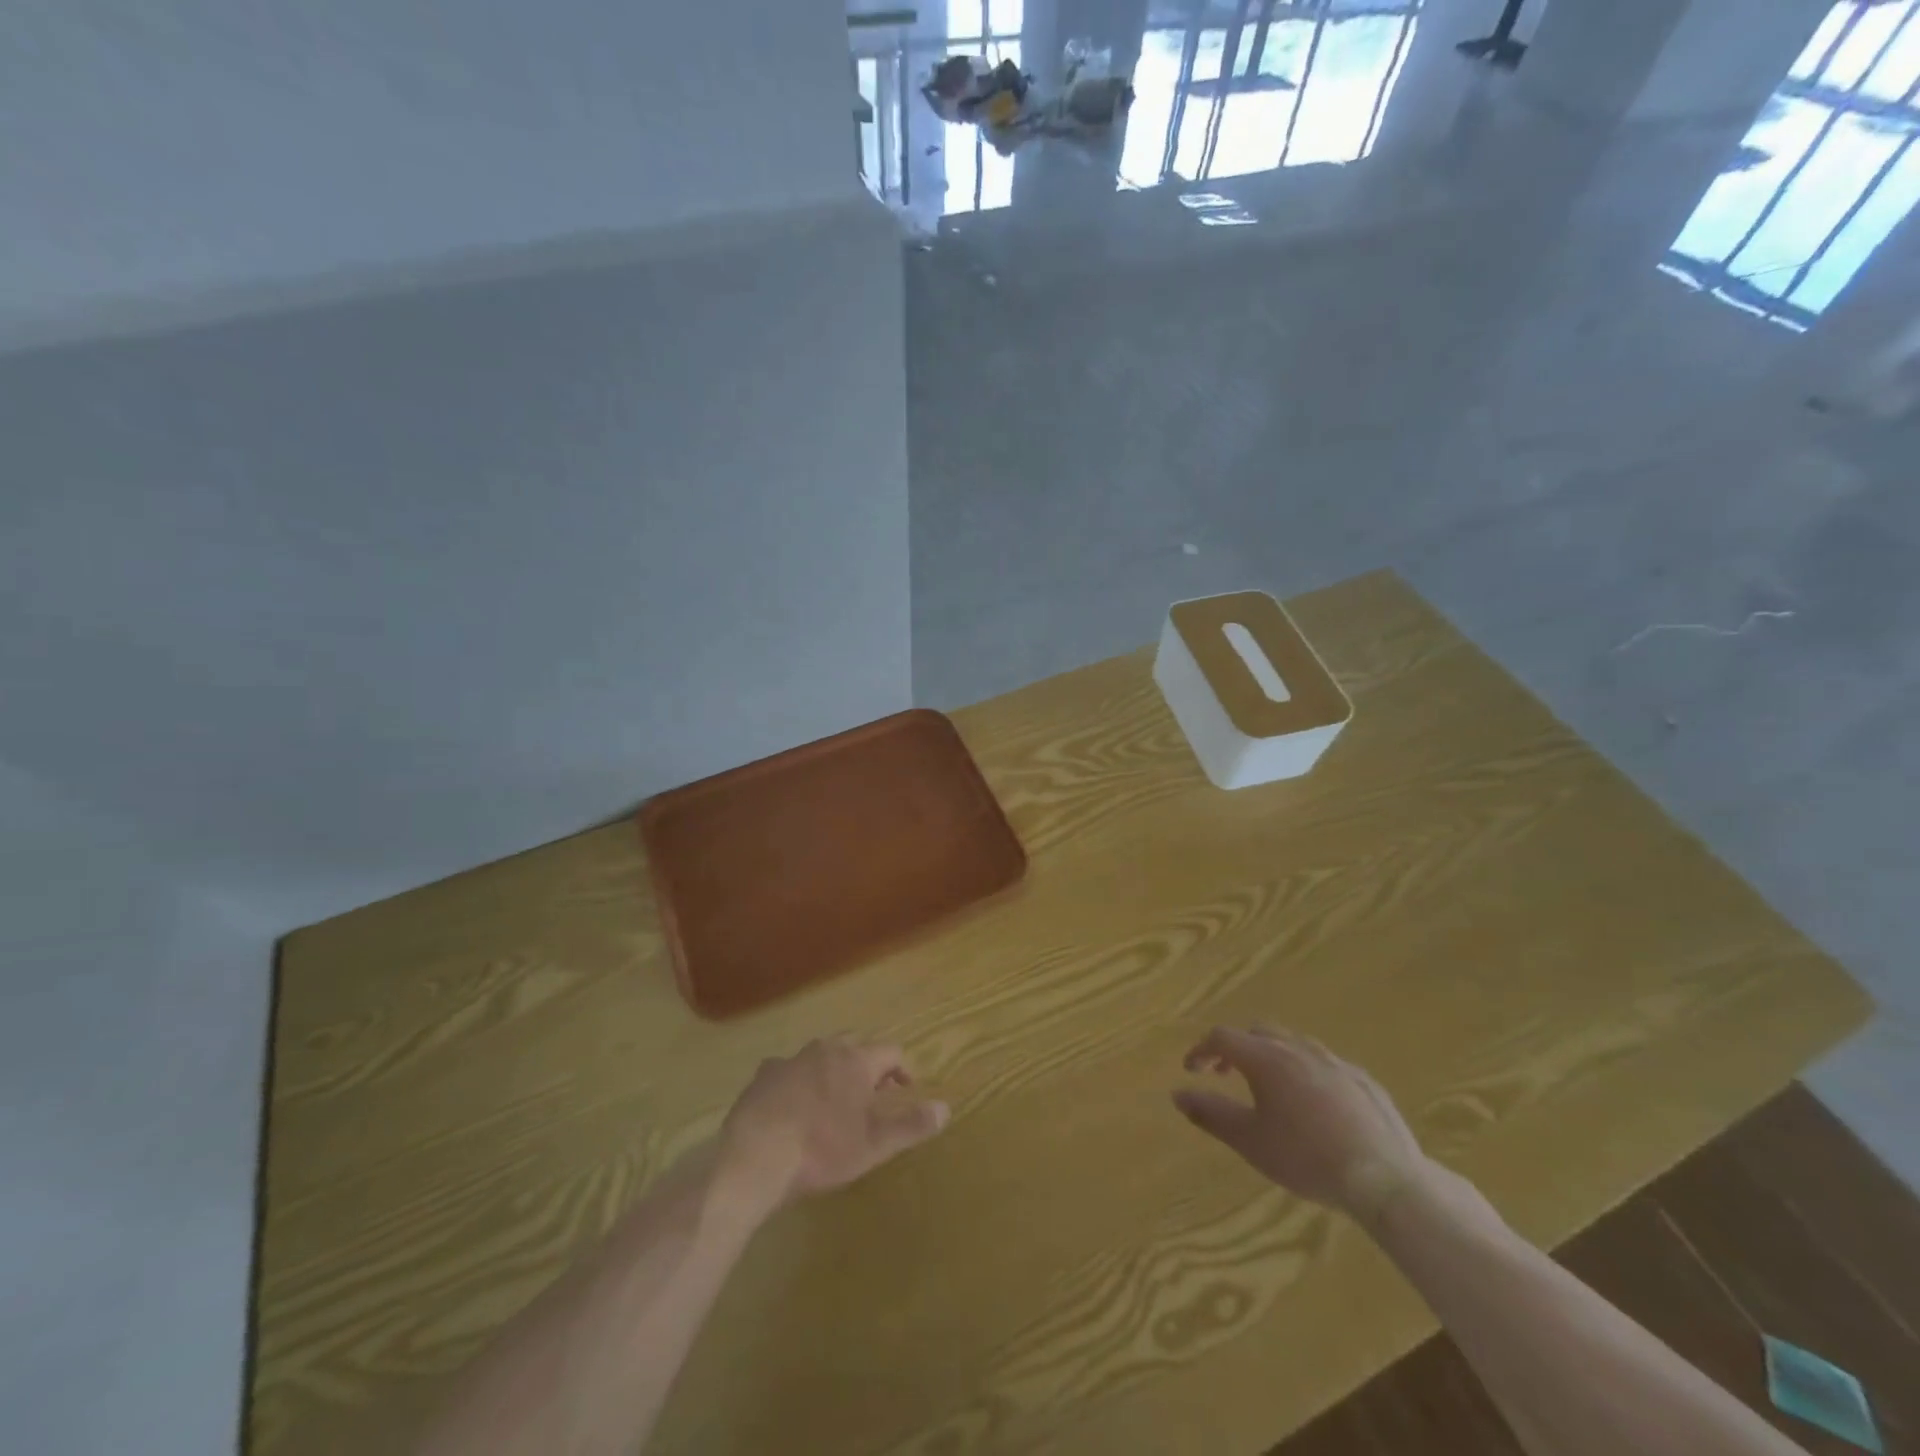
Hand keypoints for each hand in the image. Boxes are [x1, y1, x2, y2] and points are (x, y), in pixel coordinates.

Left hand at [718, 1036, 949, 1214]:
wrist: (755, 1155)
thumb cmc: (822, 1149)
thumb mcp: (874, 1144)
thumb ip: (911, 1125)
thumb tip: (946, 1107)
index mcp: (856, 1061)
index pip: (890, 1051)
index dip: (901, 1069)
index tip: (904, 1091)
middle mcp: (826, 1050)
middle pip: (855, 1044)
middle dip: (866, 1063)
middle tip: (870, 1093)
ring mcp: (791, 1059)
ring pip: (820, 1054)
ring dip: (831, 1069)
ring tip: (832, 1098)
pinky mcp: (763, 1075)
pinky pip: (787, 1069)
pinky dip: (797, 1080)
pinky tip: (792, 1104)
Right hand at [1173, 1025, 1432, 1222]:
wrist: (1385, 1179)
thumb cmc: (1306, 1158)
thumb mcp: (1249, 1141)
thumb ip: (1210, 1113)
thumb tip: (1177, 1094)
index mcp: (1266, 1058)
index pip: (1222, 1037)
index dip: (1201, 1050)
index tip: (1191, 1070)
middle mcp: (1297, 1048)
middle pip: (1258, 1033)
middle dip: (1236, 1048)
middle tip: (1225, 1074)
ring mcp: (1334, 1061)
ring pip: (1293, 1043)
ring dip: (1271, 1056)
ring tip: (1269, 1087)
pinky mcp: (1363, 1080)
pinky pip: (1324, 1064)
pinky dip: (1305, 1072)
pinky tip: (1313, 1103)